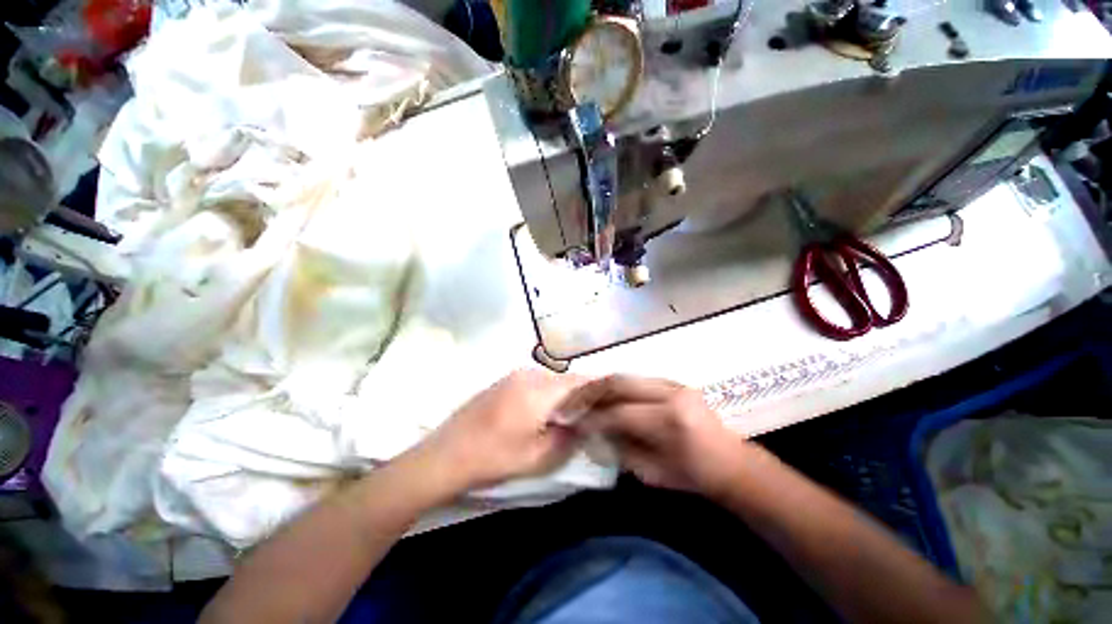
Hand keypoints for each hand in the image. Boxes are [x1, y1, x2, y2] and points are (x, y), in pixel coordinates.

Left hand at [409, 370, 586, 495]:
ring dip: (563, 392)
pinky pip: (535, 381)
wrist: (446, 453)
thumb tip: (583, 426)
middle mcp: (529, 374)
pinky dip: (547, 392)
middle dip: (581, 392)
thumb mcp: (538, 457)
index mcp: (541, 389)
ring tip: (570, 412)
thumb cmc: (495, 456)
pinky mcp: (503, 381)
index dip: (598, 388)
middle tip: (592, 410)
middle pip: (565, 378)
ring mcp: (514, 375)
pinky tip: (544, 409)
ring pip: (550, 379)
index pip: (579, 381)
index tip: (610, 398)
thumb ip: (568, 438)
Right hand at [571, 375, 755, 496]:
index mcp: (670, 421)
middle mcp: (670, 393)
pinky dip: (614, 386)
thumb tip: (590, 431)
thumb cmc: (694, 476)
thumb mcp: (652, 472)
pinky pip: (635, 379)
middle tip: (569, 403)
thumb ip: (618, 448)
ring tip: (580, 398)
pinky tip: (602, 395)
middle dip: (588, 393)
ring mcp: (673, 383)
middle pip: (618, 383)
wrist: (731, 463)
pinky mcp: (673, 381)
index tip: (570, 422)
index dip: (590, 418)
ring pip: (624, 376)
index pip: (618, 413)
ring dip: (599, 386)